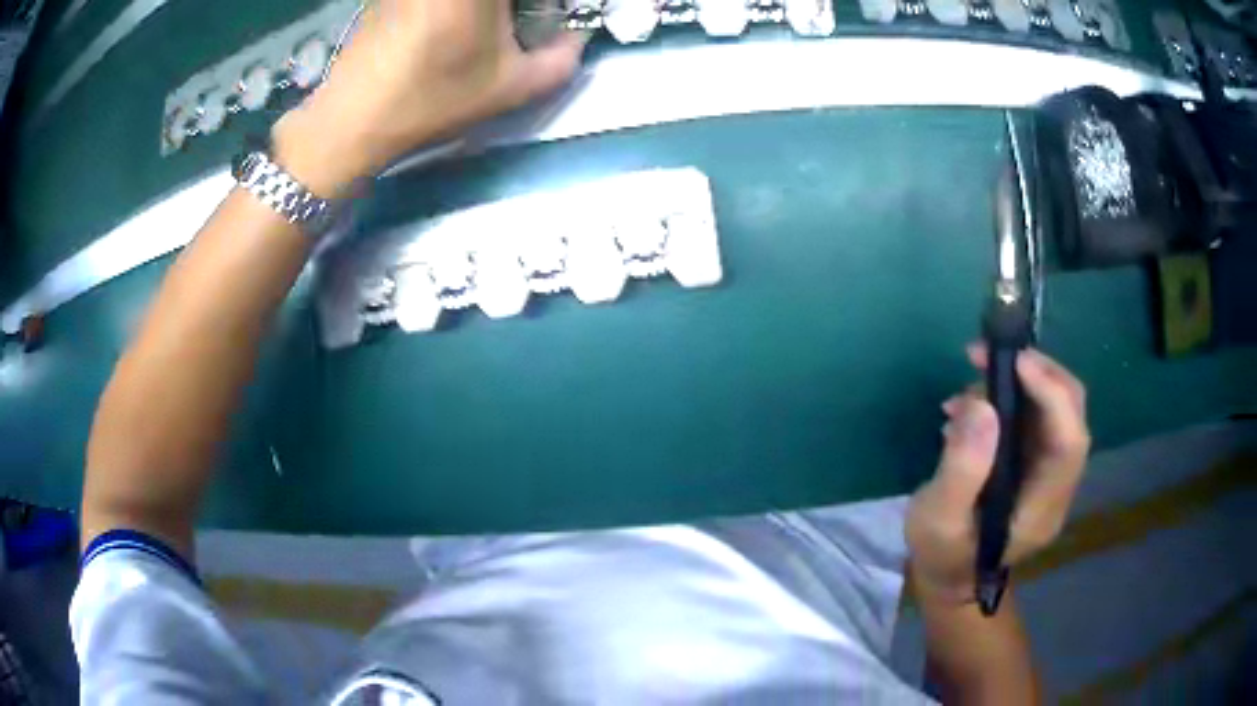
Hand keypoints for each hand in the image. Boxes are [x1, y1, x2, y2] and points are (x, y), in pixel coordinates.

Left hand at [273, 0, 586, 195]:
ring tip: (490, 32)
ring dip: (492, 10)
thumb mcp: (512, 87)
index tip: (548, 19)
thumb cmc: (432, 100)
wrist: (351, 120)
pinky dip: (458, 10)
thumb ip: (562, 59)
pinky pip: (439, 0)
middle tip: (523, 23)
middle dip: (520, 8)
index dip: (546, 6)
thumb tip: (577, 37)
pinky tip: (454, 30)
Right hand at [906, 345, 1090, 603]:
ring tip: (971, 379)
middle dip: (1039, 373)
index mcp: (1042, 509)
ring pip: (1056, 408)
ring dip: (1021, 380)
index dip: (1052, 395)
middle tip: (990, 355)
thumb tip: (982, 405)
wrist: (951, 576)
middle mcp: (1058, 486)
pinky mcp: (1037, 462)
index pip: (1070, 442)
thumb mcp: (937, 520)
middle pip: (1072, 415)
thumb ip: (961, 469)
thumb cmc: (943, 554)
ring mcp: (1050, 472)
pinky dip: (1011, 394)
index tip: (1015, 361)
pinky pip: (1037, 415)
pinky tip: (975, 403)